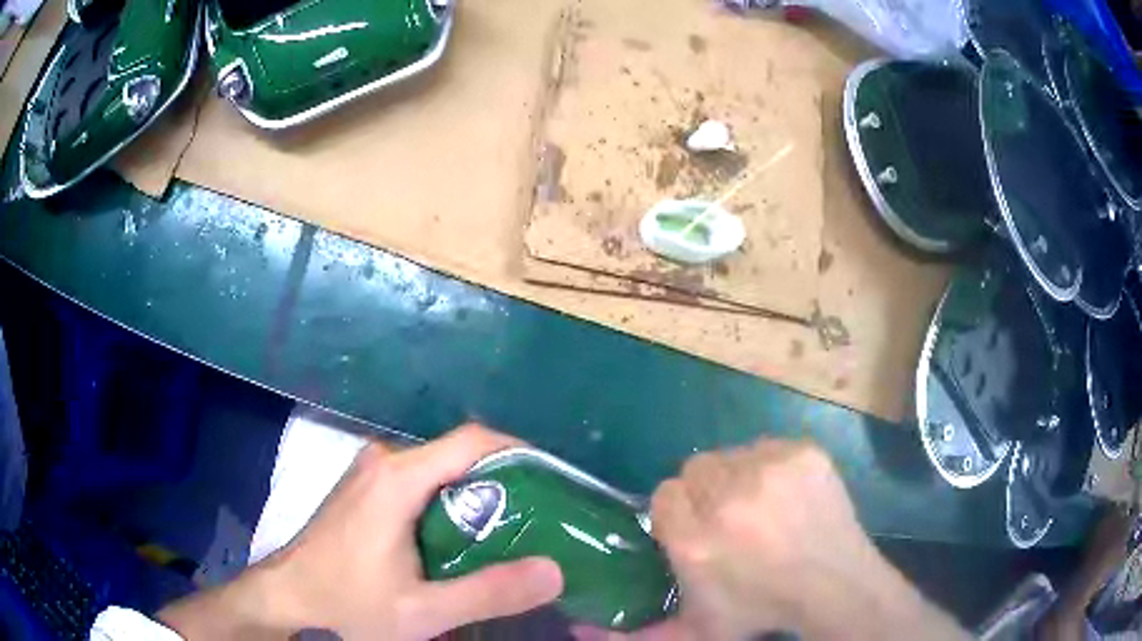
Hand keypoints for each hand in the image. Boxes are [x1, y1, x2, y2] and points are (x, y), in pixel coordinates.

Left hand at [159, 424, 562, 639]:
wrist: (287, 598)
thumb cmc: (347, 603)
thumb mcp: (422, 611)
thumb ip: (489, 592)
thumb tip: (555, 570)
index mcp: (398, 478)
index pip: (472, 440)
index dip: (520, 452)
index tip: (555, 482)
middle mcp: (384, 461)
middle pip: (458, 454)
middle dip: (505, 481)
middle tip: (543, 517)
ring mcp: (370, 472)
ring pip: (440, 469)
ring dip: (478, 494)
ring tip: (513, 530)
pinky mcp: (364, 489)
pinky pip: (420, 481)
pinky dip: (451, 502)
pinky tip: (462, 539)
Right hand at [583, 439, 965, 640]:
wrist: (835, 586)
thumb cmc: (760, 610)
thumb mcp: (691, 632)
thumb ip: (627, 637)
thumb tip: (575, 625)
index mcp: (695, 540)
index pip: (663, 495)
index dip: (679, 513)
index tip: (697, 530)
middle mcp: (726, 498)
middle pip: (695, 469)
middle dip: (706, 493)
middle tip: (729, 520)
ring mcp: (769, 469)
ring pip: (731, 455)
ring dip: (738, 478)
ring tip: (760, 508)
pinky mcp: (803, 452)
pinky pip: (768, 446)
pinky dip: (772, 467)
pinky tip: (786, 495)